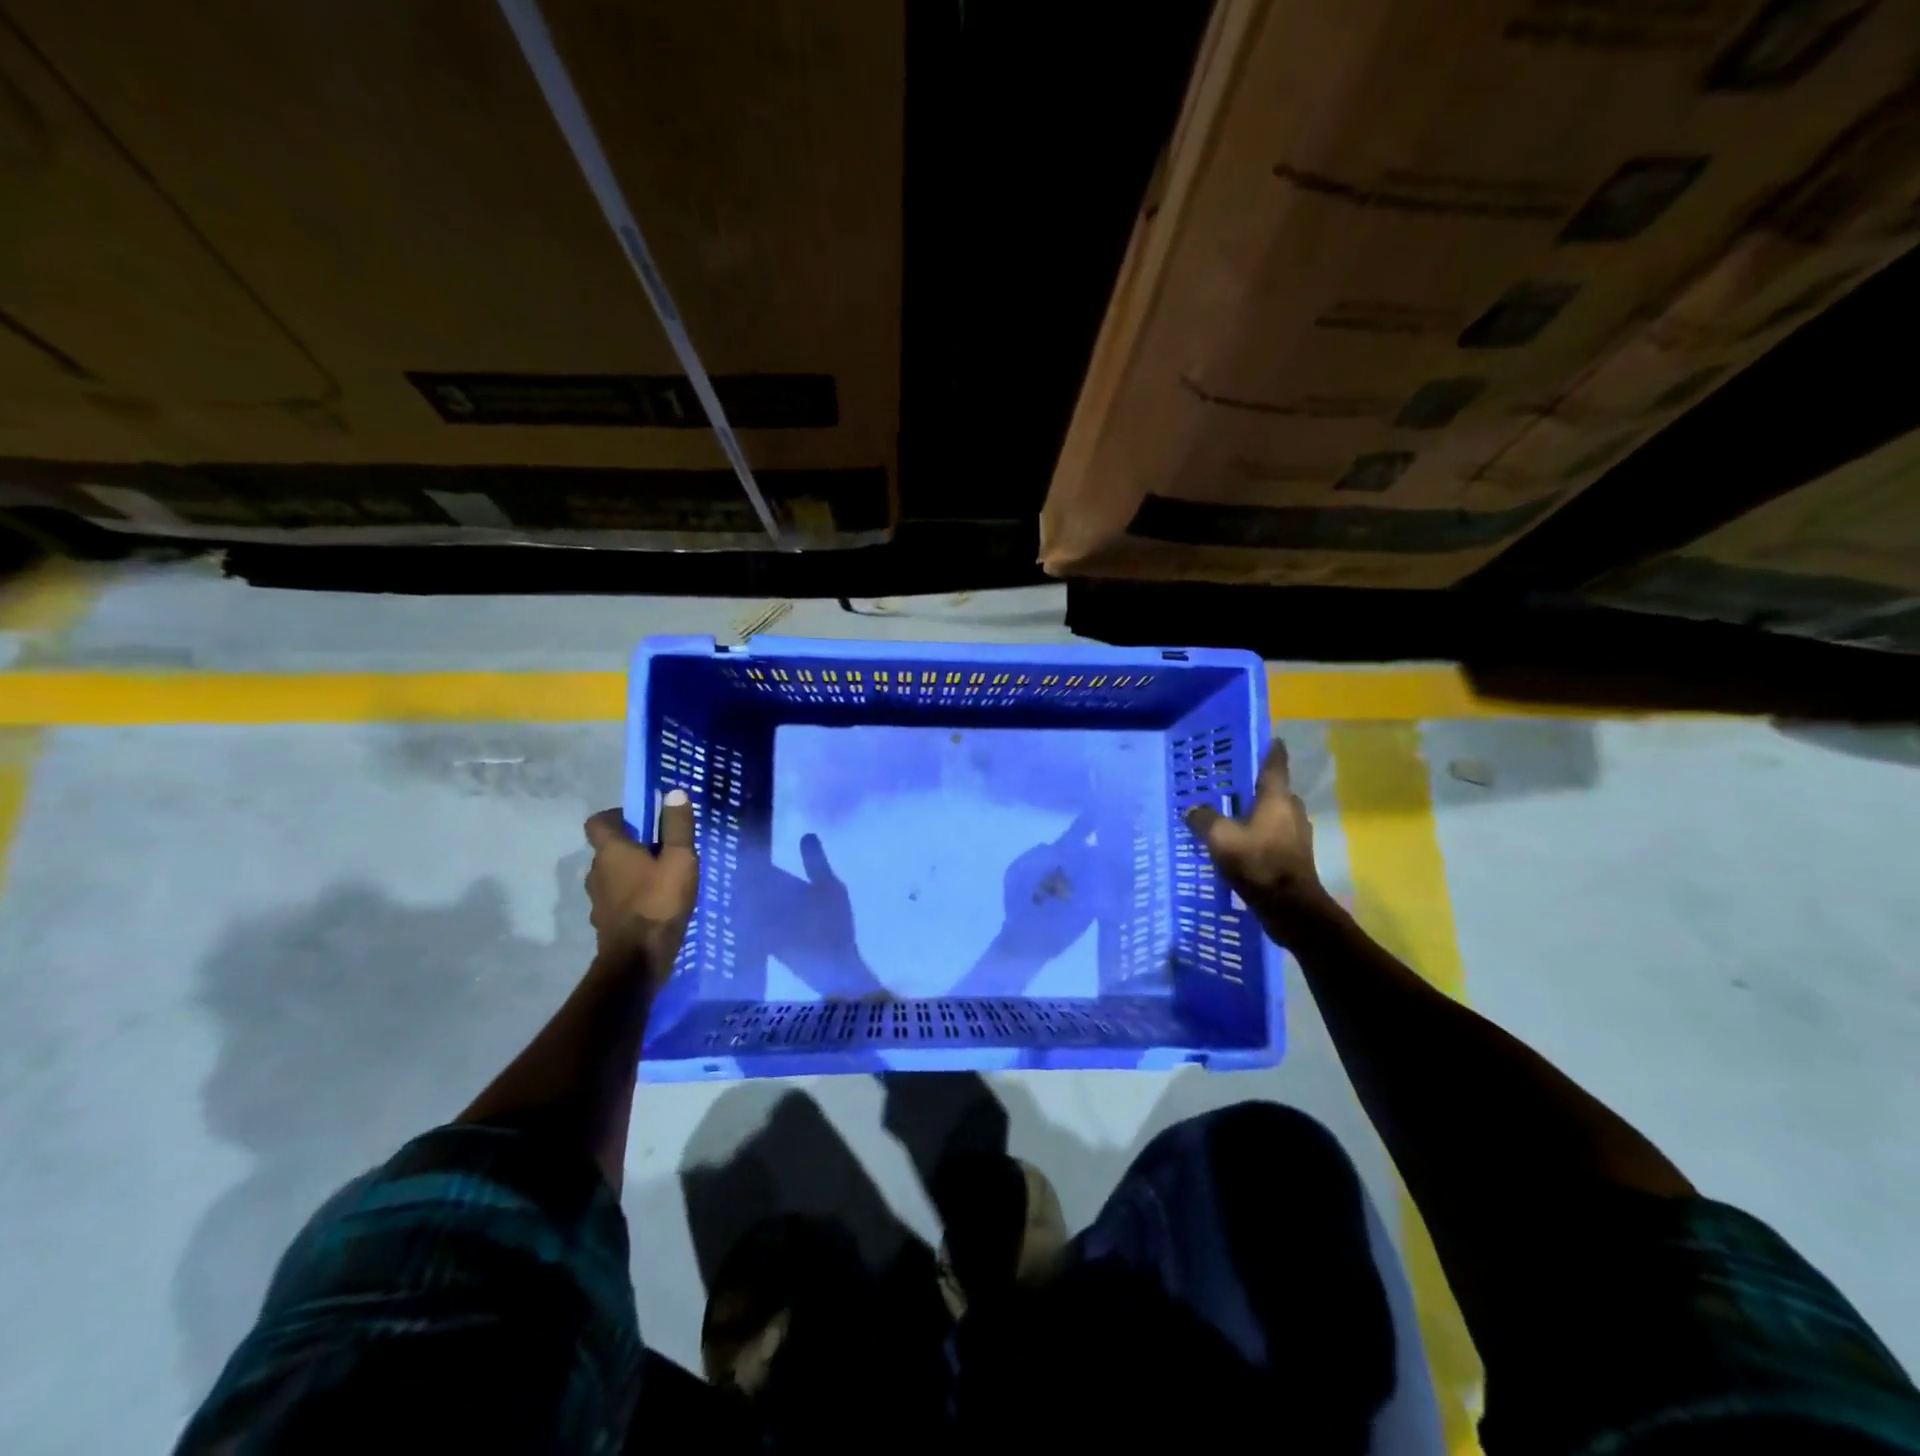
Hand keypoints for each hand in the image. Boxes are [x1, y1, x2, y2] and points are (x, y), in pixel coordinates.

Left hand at [584, 790, 699, 988]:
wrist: (638, 960)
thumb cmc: (660, 902)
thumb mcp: (680, 859)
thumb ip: (678, 826)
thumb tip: (674, 792)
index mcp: (610, 851)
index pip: (598, 821)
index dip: (618, 816)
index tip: (644, 820)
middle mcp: (595, 871)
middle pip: (608, 849)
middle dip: (632, 846)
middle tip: (663, 850)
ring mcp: (597, 899)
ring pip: (613, 875)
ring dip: (632, 873)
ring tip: (662, 879)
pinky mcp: (605, 922)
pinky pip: (617, 899)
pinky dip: (632, 896)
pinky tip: (655, 905)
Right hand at [1184, 740, 1332, 932]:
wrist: (1291, 908)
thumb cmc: (1258, 863)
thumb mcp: (1221, 838)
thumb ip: (1204, 819)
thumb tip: (1193, 810)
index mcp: (1277, 798)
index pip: (1276, 764)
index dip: (1271, 749)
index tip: (1269, 738)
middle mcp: (1292, 810)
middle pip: (1274, 790)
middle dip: (1254, 786)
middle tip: (1230, 784)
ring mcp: (1297, 835)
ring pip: (1274, 814)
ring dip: (1256, 812)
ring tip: (1231, 815)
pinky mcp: (1295, 856)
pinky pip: (1274, 835)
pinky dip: (1259, 834)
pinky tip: (1240, 844)